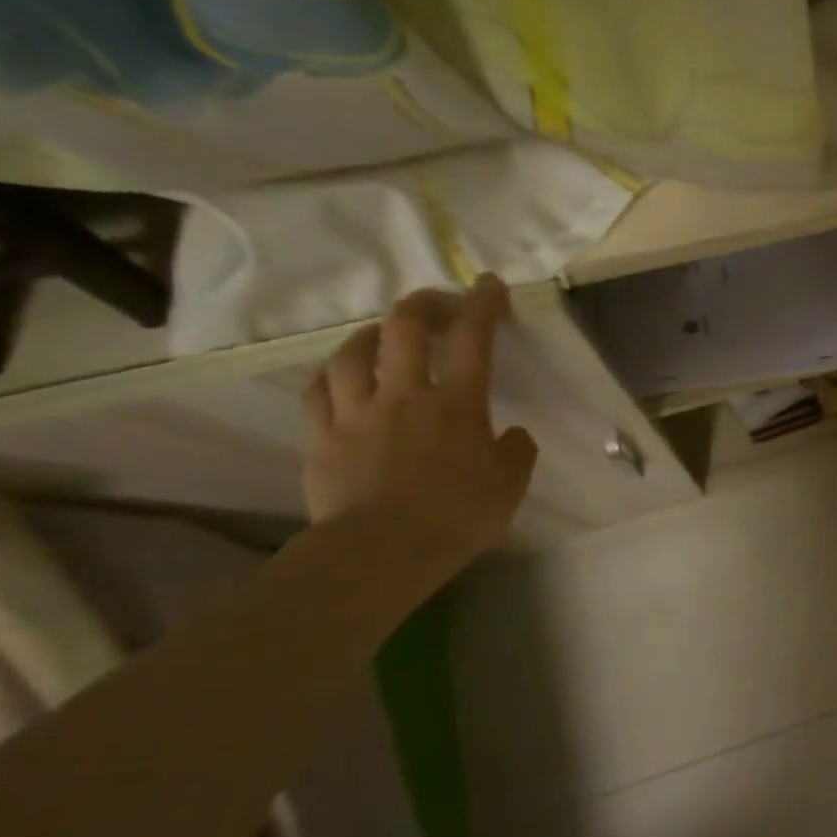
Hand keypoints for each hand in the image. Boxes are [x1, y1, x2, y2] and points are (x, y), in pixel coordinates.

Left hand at [302, 273, 538, 563]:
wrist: (381, 552)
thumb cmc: (458, 515)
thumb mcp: (510, 484)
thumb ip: (516, 450)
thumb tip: (511, 434)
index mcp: (458, 402)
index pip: (474, 338)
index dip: (483, 303)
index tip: (490, 284)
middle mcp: (405, 394)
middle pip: (405, 328)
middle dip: (424, 304)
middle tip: (438, 305)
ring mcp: (357, 413)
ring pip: (353, 352)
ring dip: (373, 335)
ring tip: (385, 337)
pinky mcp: (322, 437)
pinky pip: (319, 390)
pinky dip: (333, 373)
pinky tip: (342, 374)